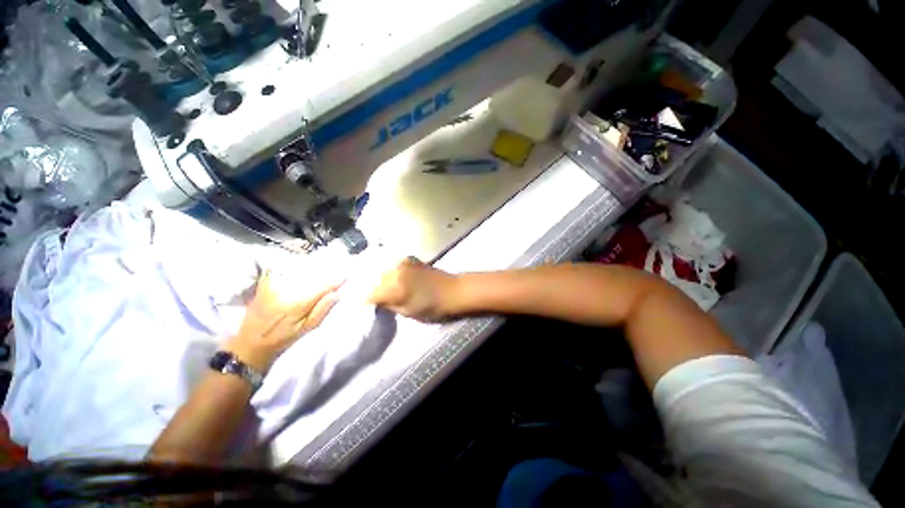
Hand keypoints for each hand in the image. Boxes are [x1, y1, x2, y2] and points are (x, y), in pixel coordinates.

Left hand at [225, 271, 340, 371]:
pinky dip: (293, 272)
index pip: (322, 287)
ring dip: (310, 272)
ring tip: (319, 271)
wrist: (250, 344)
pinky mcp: (265, 285)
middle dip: (324, 274)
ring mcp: (273, 286)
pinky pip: (283, 273)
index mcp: (298, 303)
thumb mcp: (306, 329)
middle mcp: (286, 291)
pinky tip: (299, 273)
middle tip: (335, 270)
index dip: (335, 280)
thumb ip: (321, 310)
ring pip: (298, 274)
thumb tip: (336, 293)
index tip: (345, 274)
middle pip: (311, 277)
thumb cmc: (281, 340)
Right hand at [367, 258, 458, 321]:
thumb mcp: (408, 312)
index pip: (370, 293)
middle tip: (372, 297)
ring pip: (383, 271)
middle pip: (375, 279)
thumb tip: (375, 301)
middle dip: (373, 288)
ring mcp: (403, 262)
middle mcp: (396, 270)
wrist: (453, 290)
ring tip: (382, 288)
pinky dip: (390, 272)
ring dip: (380, 279)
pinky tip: (393, 279)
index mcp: (395, 286)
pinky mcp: (410, 258)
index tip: (365, 306)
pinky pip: (393, 265)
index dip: (366, 301)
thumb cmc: (433, 306)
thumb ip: (388, 305)